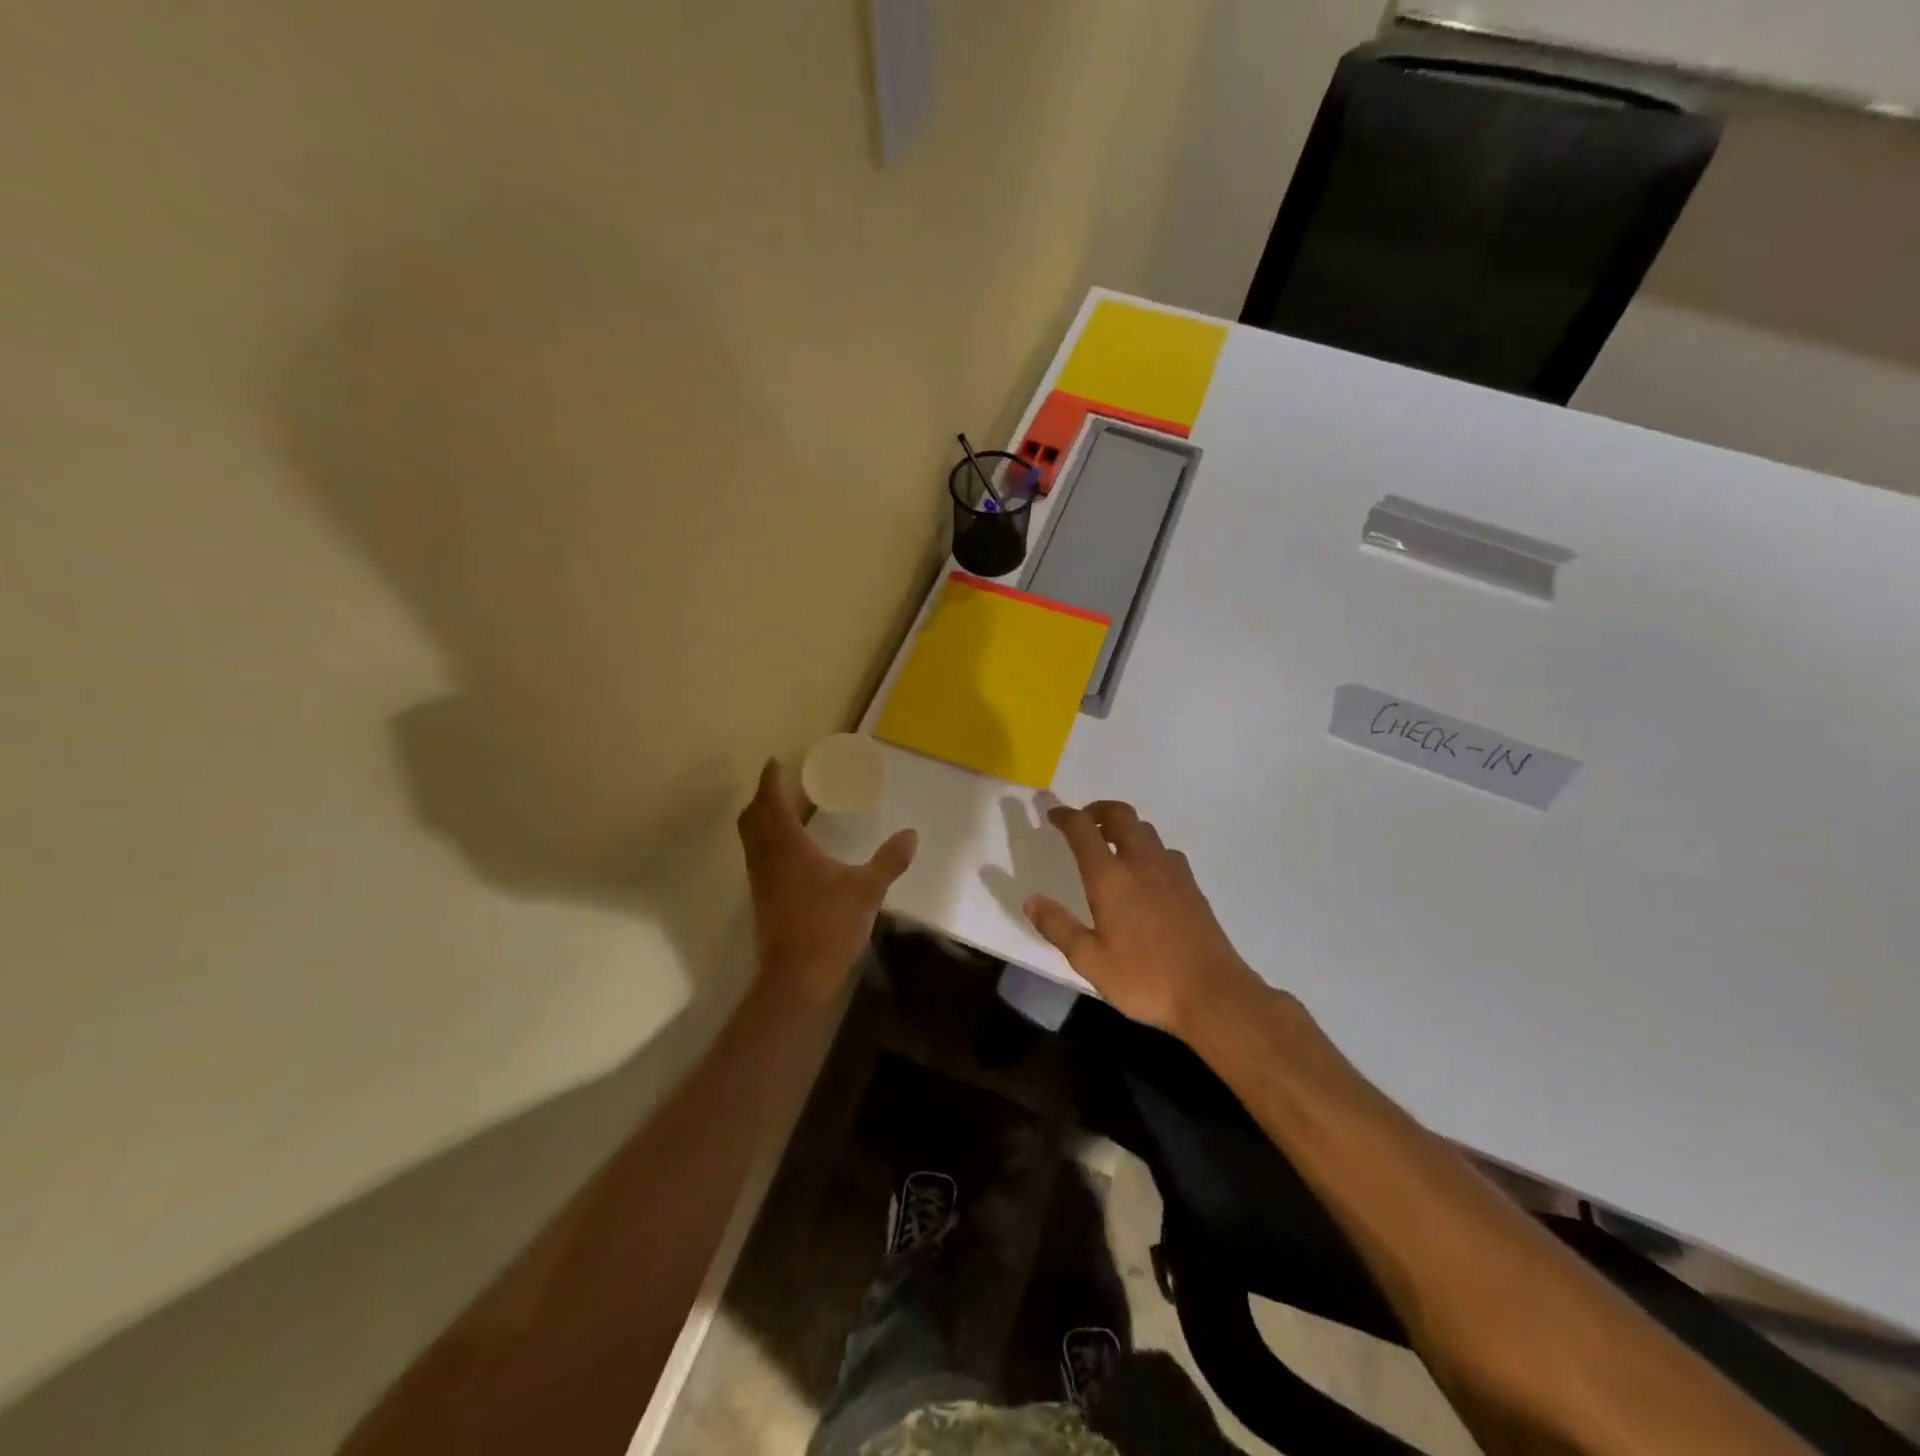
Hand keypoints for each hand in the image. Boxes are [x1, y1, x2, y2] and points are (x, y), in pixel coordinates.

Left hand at [737, 759, 916, 1001]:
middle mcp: (767, 859)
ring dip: (759, 821)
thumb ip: (889, 861)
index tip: (773, 763)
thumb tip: (911, 834)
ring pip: (750, 840)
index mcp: (788, 847)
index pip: (772, 804)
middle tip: (776, 786)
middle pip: (752, 819)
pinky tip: (786, 854)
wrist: (795, 977)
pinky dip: (764, 844)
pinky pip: (757, 859)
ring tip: (779, 814)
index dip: (770, 781)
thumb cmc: (829, 926)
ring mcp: (760, 882)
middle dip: (761, 799)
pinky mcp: (761, 901)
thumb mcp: (867, 891)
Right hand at [1024, 799, 1262, 1035]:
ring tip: (1110, 847)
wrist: (1214, 993)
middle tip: (1083, 823)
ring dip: (1123, 827)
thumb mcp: (1090, 961)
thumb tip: (1031, 900)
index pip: (1083, 829)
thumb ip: (1058, 927)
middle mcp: (1142, 862)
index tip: (1052, 814)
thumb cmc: (1145, 978)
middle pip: (1120, 815)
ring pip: (1145, 830)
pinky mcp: (1192, 886)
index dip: (1065, 816)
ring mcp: (1172, 871)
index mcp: (1111, 877)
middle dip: (1098, 810)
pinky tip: (1144, 874)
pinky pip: (1165, 851)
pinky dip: (1147, 848)